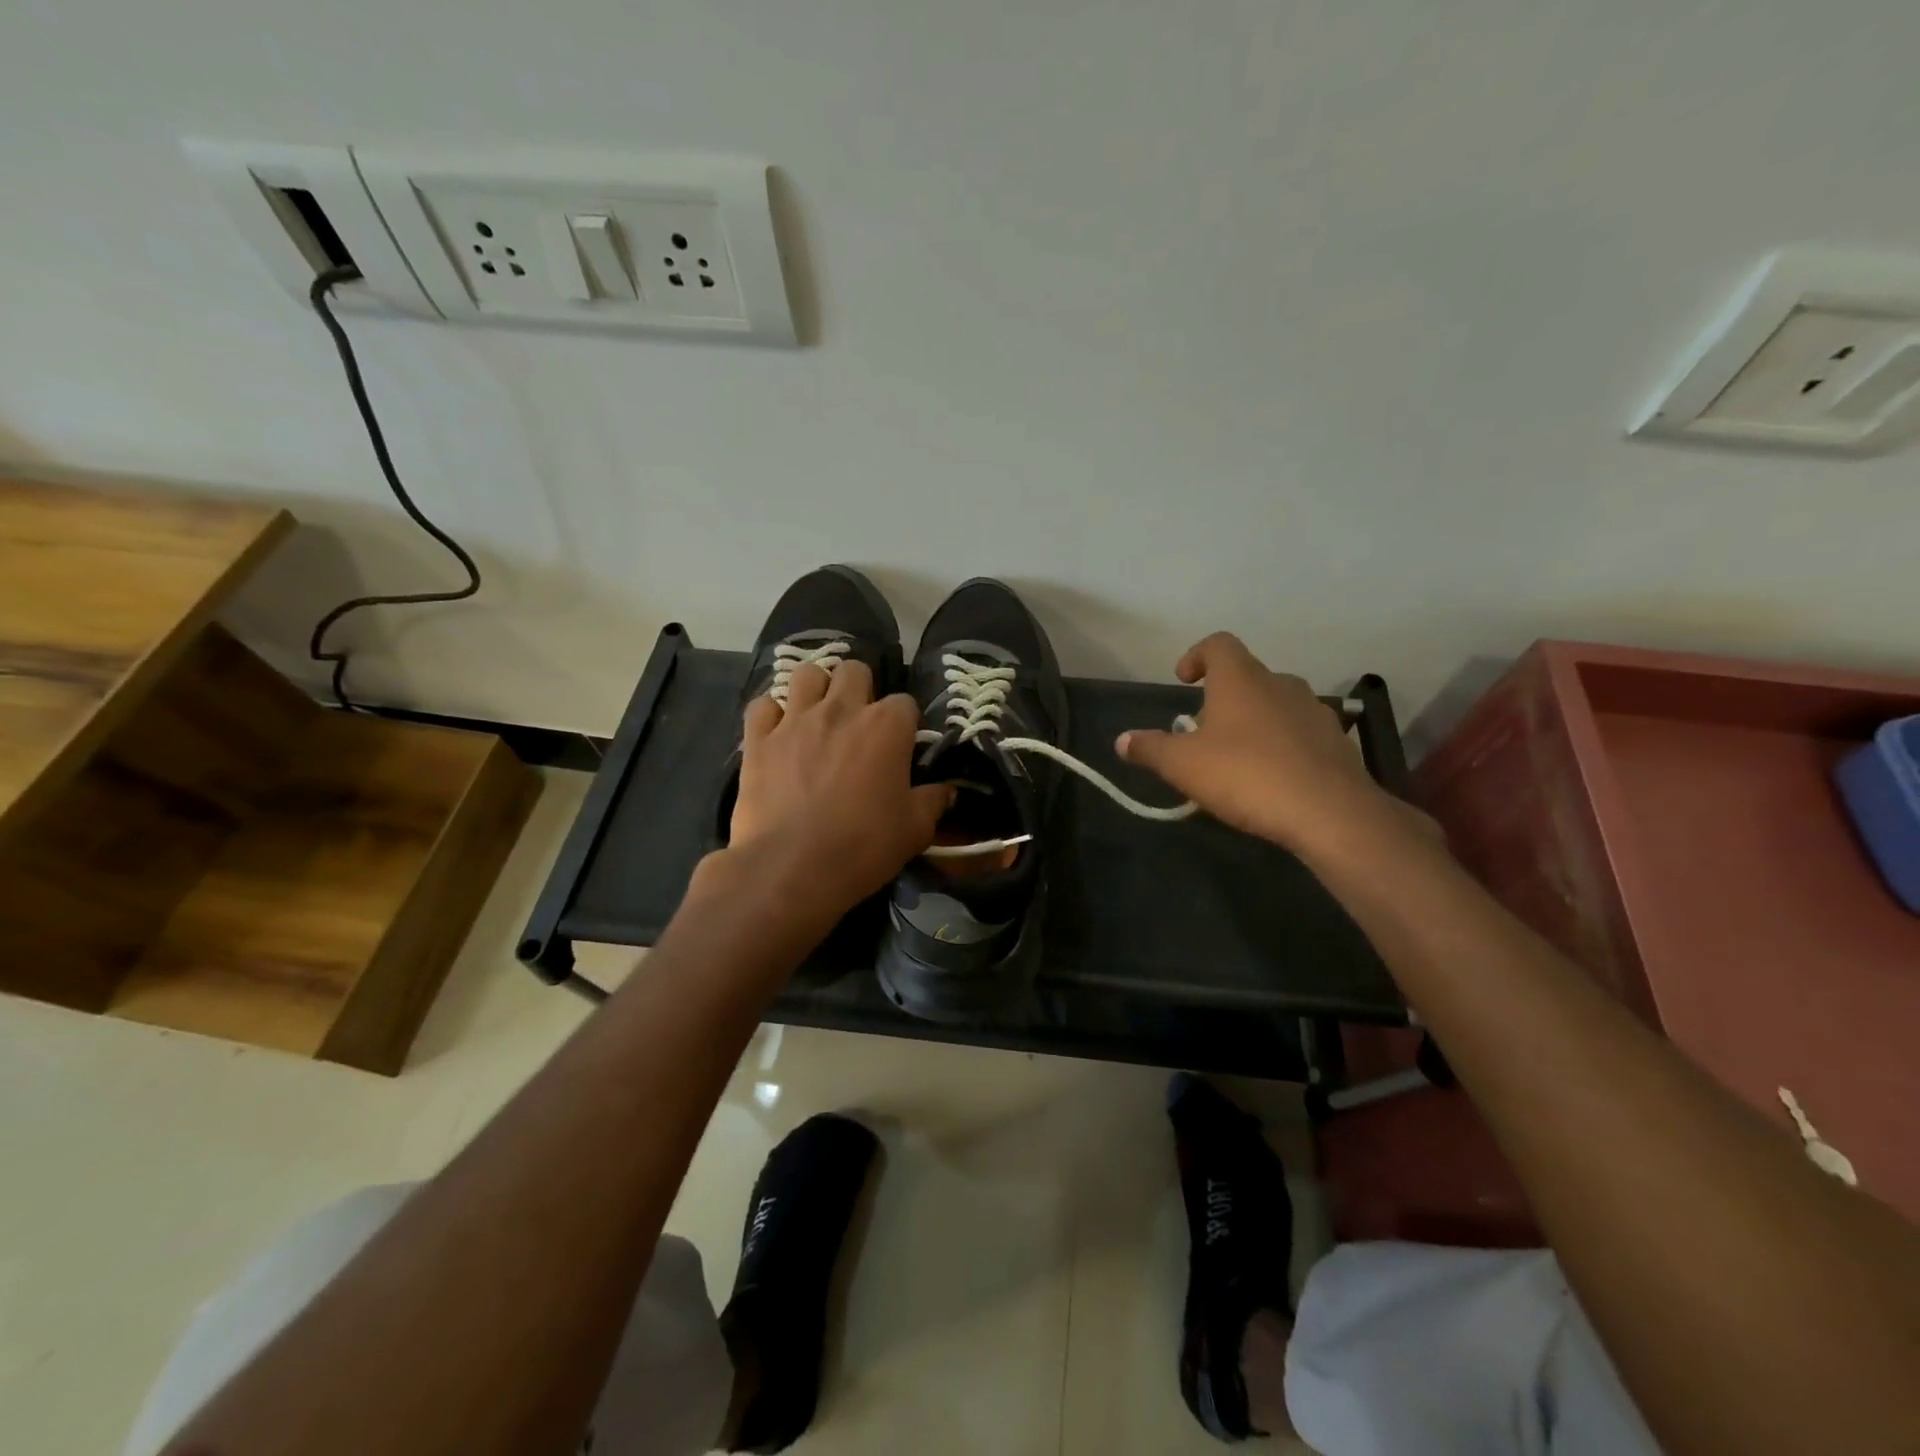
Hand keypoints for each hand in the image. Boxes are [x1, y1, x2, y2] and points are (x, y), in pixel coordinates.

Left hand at [727, 660, 951, 922]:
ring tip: (818, 715)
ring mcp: (795, 720)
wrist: (791, 868)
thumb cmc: (863, 846)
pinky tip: (778, 732)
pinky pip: (762, 706)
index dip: (904, 723)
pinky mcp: (758, 739)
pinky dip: (772, 714)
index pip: (905, 703)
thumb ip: (933, 801)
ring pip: (807, 674)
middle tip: (859, 722)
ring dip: (816, 689)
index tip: (901, 746)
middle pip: (854, 670)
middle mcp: (841, 710)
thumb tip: (947, 789)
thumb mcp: (914, 830)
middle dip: (860, 688)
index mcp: (886, 726)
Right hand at [1115, 632, 1391, 854]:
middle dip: (1222, 699)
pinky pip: (1299, 733)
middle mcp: (1281, 684)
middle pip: (1246, 677)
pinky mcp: (1337, 742)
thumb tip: (1122, 741)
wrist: (1329, 812)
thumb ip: (1149, 749)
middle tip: (1203, 733)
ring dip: (1253, 722)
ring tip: (1237, 759)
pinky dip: (1281, 745)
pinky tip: (1272, 779)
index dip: (1196, 656)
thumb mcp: (1182, 765)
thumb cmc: (1246, 775)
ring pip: (1275, 705)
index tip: (1183, 680)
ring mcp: (1314, 711)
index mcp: (1241, 679)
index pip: (1218, 644)